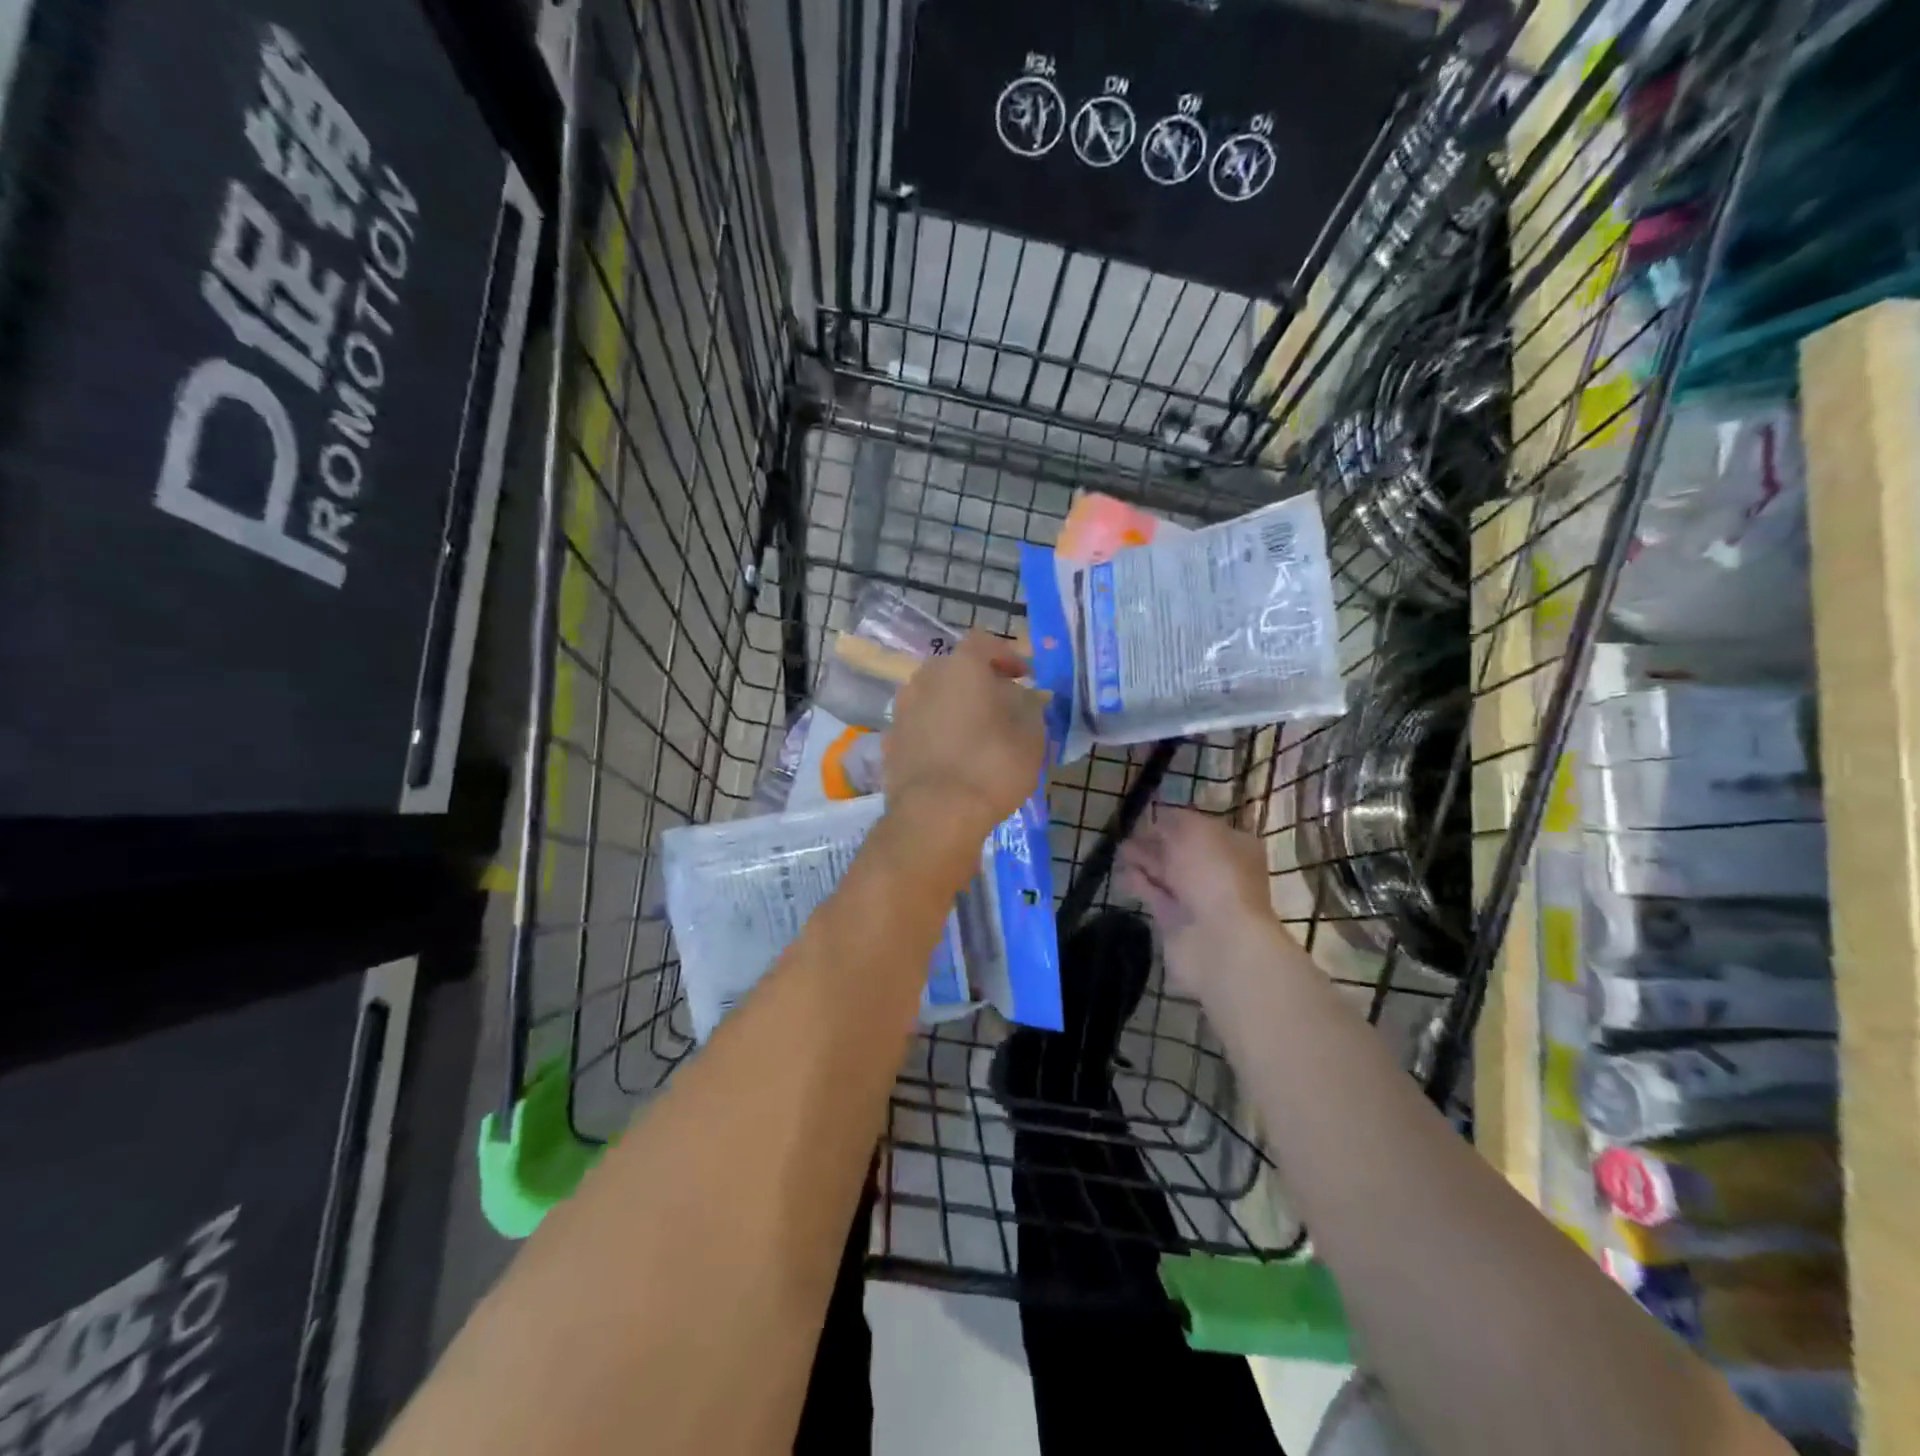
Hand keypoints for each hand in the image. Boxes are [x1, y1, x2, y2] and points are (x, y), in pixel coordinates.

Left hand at [884, 631, 1046, 841]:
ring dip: (954, 707)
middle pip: (955, 670)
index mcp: (961, 667)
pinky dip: (935, 733)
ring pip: (933, 697)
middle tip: (1001, 706)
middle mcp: (925, 678)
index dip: (1006, 656)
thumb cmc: (991, 767)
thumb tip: (1027, 697)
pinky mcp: (889, 741)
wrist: (935, 814)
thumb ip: (1031, 708)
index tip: (1023, 676)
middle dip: (978, 682)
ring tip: (976, 734)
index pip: (983, 643)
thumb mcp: (1031, 737)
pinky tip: (951, 757)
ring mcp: (902, 710)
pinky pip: (919, 726)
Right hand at [1118, 807, 1277, 988]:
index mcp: (1234, 845)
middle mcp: (1218, 871)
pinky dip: (1139, 884)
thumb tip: (1159, 820)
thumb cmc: (1213, 874)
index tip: (1150, 815)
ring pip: (1167, 874)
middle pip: (1182, 851)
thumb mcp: (1194, 830)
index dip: (1176, 820)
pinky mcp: (1177, 921)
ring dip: (1144, 861)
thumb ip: (1174, 820)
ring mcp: (1198, 899)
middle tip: (1128, 832)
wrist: (1220, 940)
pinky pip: (1155, 897)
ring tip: (1118, 850)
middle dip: (1155, 841)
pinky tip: (1121, 874)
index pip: (1202, 827)